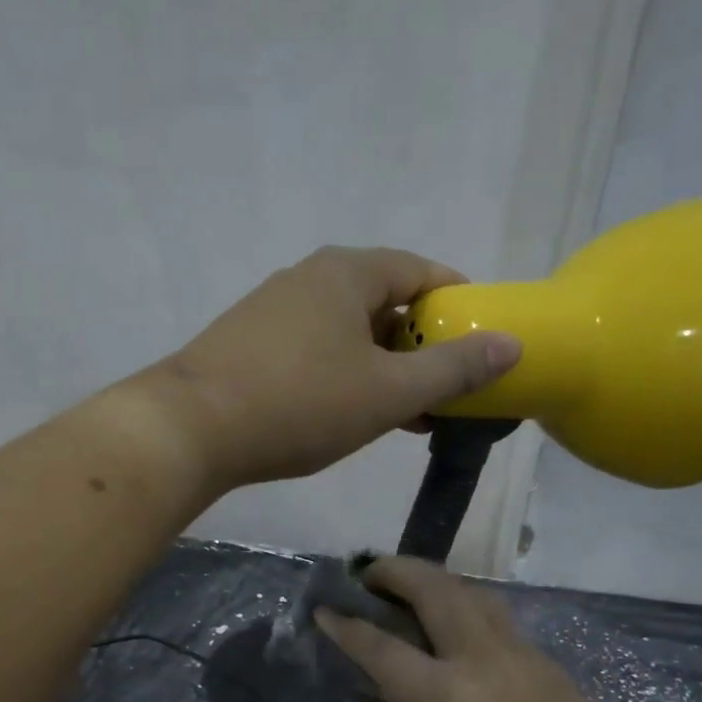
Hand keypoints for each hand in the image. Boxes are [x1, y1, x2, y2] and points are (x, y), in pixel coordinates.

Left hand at [134, 247, 520, 491]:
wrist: (190, 429)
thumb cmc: (299, 404)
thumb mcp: (387, 392)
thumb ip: (451, 369)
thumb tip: (511, 344)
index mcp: (348, 272)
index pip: (422, 272)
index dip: (458, 306)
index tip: (481, 346)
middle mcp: (309, 278)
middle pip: (385, 303)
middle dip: (420, 348)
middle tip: (445, 394)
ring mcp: (273, 310)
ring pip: (348, 333)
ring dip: (383, 369)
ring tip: (405, 416)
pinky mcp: (248, 345)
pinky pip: (315, 352)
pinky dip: (344, 377)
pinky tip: (347, 416)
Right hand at [315, 557, 646, 701]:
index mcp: (447, 696)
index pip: (383, 648)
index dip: (347, 626)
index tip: (324, 608)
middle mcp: (486, 660)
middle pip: (437, 590)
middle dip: (399, 571)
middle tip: (372, 575)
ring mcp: (526, 658)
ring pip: (478, 597)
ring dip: (441, 585)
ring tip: (416, 594)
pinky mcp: (552, 668)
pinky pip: (504, 627)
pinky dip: (473, 617)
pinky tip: (461, 642)